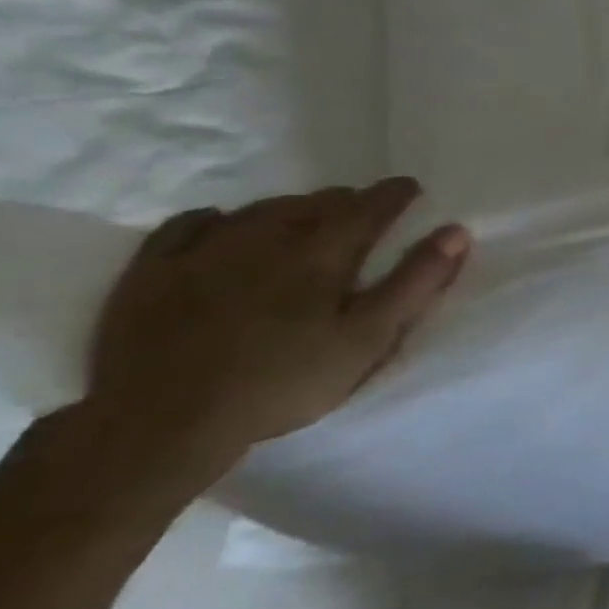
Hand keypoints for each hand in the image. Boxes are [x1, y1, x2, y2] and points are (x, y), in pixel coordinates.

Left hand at [86, 179, 471, 467]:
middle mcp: (264, 238)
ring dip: (292, 208)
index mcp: (322, 254)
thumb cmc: (285, 381)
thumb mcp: (369, 338)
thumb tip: (456, 231)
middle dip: (346, 202)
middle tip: (363, 212)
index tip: (412, 187)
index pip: (368, 208)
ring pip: (260, 210)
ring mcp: (203, 251)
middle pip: (315, 204)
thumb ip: (415, 283)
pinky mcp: (152, 272)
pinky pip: (188, 226)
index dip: (395, 195)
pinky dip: (217, 219)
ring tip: (306, 218)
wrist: (162, 421)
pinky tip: (223, 225)